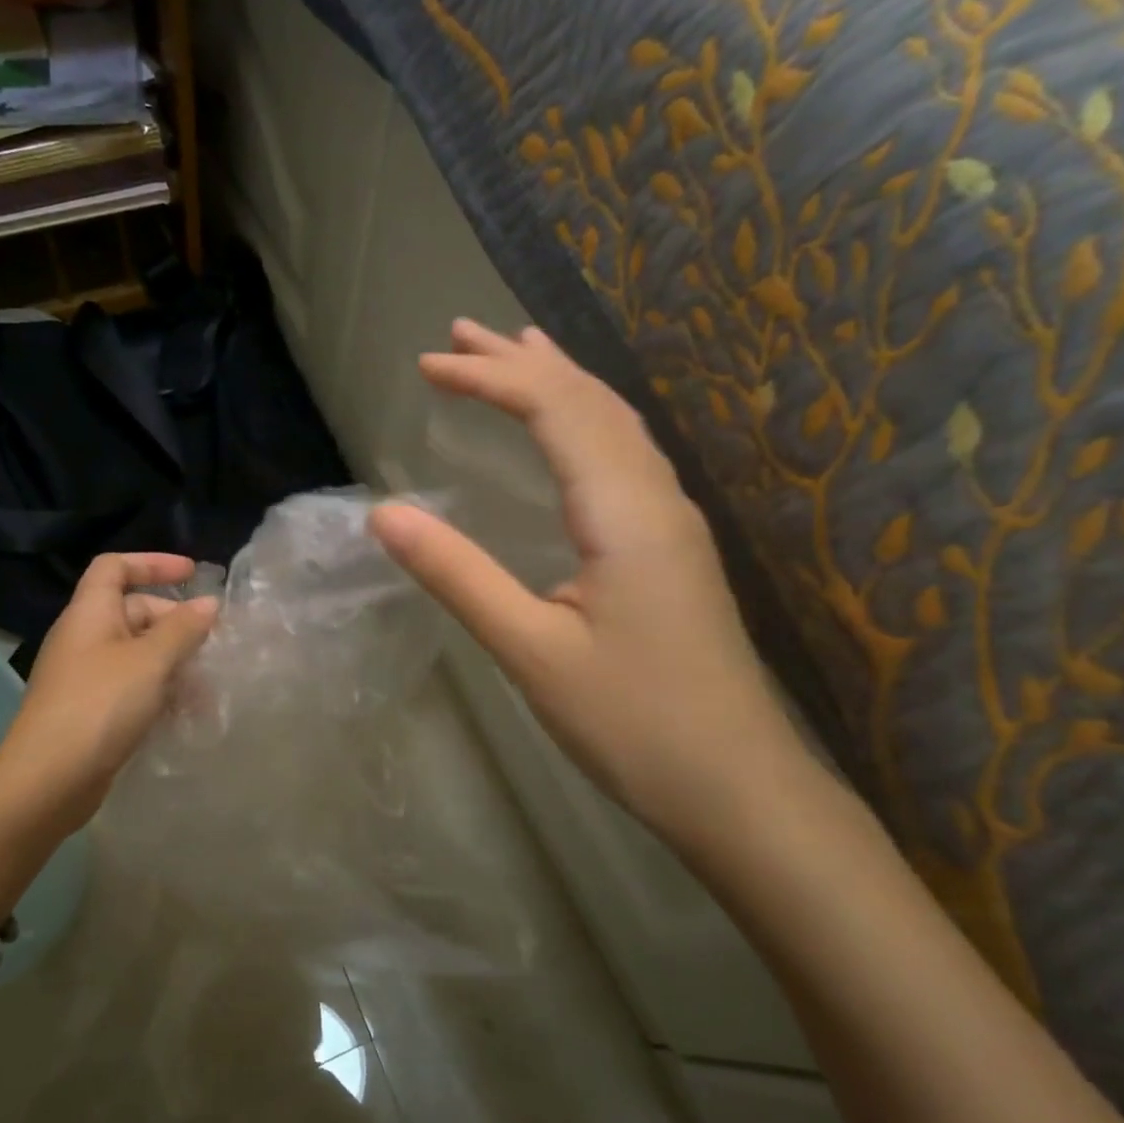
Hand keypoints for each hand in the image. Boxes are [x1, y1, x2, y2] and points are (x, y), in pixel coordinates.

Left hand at [0, 553, 216, 922]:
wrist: (47, 780)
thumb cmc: (100, 705)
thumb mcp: (150, 661)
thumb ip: (183, 629)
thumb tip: (209, 603)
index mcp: (90, 613)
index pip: (115, 567)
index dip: (153, 563)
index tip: (193, 574)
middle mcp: (85, 637)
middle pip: (134, 612)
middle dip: (176, 624)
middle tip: (212, 645)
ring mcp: (87, 676)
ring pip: (138, 654)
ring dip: (174, 665)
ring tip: (208, 690)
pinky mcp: (92, 710)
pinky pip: (133, 687)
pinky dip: (160, 693)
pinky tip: (187, 715)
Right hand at [370, 321, 796, 847]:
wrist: (738, 788)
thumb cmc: (633, 724)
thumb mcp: (531, 652)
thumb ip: (458, 575)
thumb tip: (384, 514)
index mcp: (624, 511)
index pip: (553, 410)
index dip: (488, 378)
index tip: (426, 366)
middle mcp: (655, 498)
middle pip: (588, 401)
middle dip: (520, 363)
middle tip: (459, 334)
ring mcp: (672, 521)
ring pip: (614, 423)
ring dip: (559, 382)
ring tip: (514, 352)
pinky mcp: (672, 548)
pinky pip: (625, 454)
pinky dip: (585, 420)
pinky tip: (571, 431)